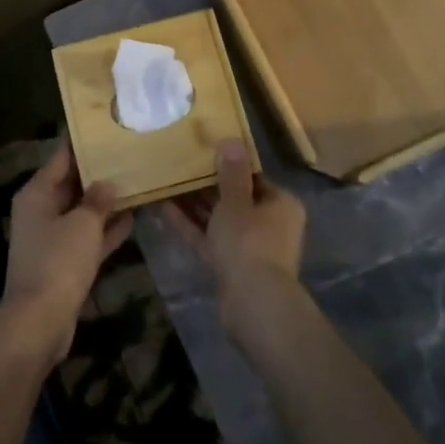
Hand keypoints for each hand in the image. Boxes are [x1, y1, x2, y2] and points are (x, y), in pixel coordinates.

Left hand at [0, 138, 132, 371]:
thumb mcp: (82, 225)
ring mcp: (52, 237)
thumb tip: (107, 182)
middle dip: (99, 171)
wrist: (39, 323)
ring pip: (82, 210)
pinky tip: (133, 217)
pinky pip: (88, 236)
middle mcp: (41, 210)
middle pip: (72, 182)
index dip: (82, 142)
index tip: (106, 125)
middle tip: (129, 151)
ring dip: (105, 201)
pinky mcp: (64, 262)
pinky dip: (106, 228)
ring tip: (137, 180)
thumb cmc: (58, 263)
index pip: (61, 156)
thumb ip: (98, 200)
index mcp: (37, 193)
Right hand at [160, 140, 306, 343]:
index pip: (253, 177)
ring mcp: (249, 247)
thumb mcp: (236, 201)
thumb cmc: (249, 242)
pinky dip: (190, 225)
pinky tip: (164, 208)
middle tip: (179, 165)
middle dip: (206, 185)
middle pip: (235, 198)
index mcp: (280, 204)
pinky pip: (209, 238)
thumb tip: (231, 140)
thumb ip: (231, 172)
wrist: (252, 303)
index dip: (227, 164)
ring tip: (166, 182)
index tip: (202, 151)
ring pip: (219, 219)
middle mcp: (269, 223)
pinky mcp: (230, 265)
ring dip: (194, 204)